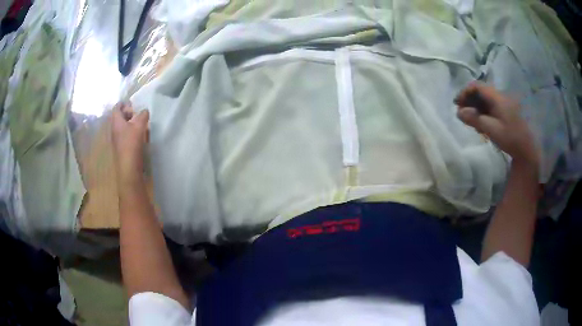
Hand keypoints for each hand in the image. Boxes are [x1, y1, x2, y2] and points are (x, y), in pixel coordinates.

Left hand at [112, 102, 149, 186]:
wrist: (128, 168)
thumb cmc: (132, 144)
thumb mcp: (139, 126)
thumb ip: (142, 115)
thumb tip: (144, 111)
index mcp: (116, 122)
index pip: (117, 107)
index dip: (123, 103)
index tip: (132, 103)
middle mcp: (114, 130)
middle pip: (119, 117)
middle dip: (128, 113)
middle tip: (137, 113)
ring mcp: (117, 140)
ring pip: (122, 126)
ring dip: (130, 123)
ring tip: (140, 124)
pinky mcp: (121, 148)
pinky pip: (125, 135)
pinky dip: (131, 132)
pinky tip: (139, 136)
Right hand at [455, 82, 538, 167]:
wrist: (527, 150)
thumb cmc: (511, 139)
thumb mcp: (492, 130)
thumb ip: (475, 119)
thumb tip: (459, 112)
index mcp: (498, 98)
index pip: (477, 86)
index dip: (465, 92)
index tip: (457, 104)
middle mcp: (500, 97)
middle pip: (481, 92)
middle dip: (469, 100)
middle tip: (462, 114)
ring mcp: (504, 105)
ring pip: (485, 100)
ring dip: (475, 107)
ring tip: (470, 121)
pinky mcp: (506, 112)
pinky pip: (491, 107)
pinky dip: (483, 113)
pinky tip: (481, 125)